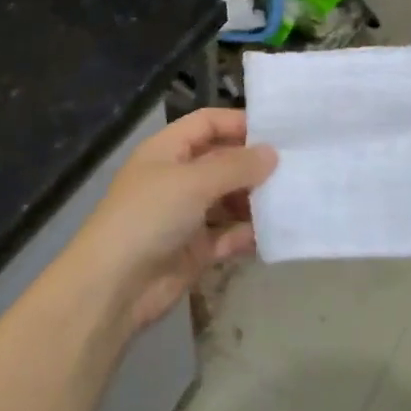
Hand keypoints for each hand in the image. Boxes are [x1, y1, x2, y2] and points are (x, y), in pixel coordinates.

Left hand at [64, 107, 277, 331]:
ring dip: (254, 201)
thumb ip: (236, 166)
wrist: (114, 287)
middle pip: (221, 162)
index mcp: (167, 151)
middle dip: (254, 165)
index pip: (207, 123)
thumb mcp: (193, 182)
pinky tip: (274, 233)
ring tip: (291, 200)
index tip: (280, 132)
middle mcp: (177, 178)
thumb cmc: (149, 217)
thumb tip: (272, 153)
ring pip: (228, 200)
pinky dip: (247, 234)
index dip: (238, 123)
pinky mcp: (194, 250)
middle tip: (296, 169)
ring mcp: (185, 215)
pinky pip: (227, 236)